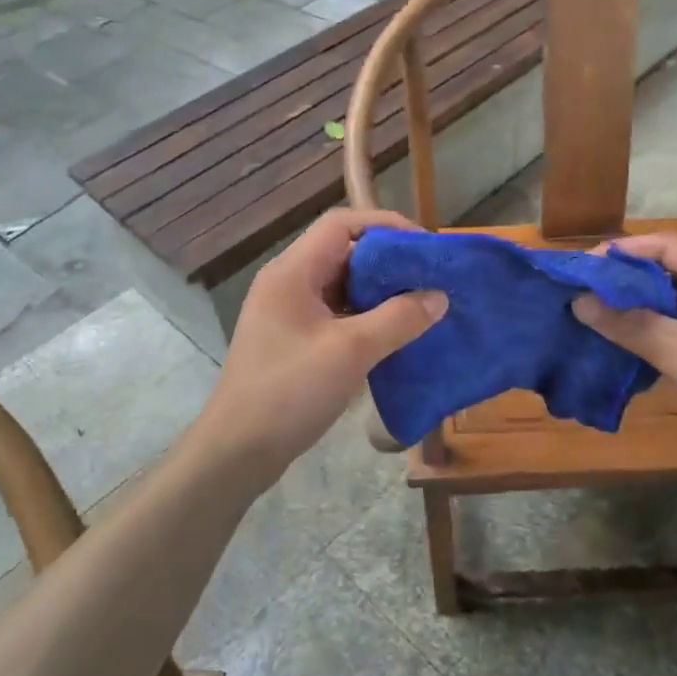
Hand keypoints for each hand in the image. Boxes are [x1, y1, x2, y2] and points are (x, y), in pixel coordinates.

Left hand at [191, 208, 446, 484]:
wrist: (237, 451)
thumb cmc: (289, 391)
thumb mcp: (351, 351)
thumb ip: (398, 319)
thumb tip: (439, 296)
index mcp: (292, 271)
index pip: (341, 224)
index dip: (385, 226)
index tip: (424, 246)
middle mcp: (287, 282)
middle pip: (343, 252)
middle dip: (387, 261)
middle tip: (428, 277)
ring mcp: (287, 312)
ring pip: (340, 285)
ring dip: (378, 291)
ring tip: (419, 303)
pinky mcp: (292, 340)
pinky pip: (335, 313)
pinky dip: (365, 316)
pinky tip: (393, 334)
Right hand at [573, 234, 676, 495]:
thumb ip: (631, 325)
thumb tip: (579, 302)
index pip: (673, 246)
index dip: (626, 251)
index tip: (586, 265)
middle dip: (636, 275)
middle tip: (594, 287)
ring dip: (652, 300)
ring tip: (610, 309)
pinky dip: (671, 322)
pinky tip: (644, 336)